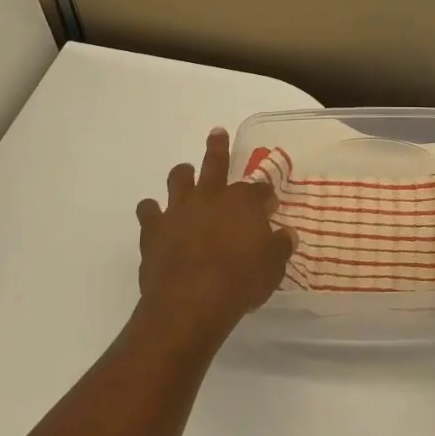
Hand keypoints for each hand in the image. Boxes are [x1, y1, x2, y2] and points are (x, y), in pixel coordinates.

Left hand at [136, 128, 291, 340]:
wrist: (189, 302)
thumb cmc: (239, 283)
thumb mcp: (273, 268)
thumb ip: (280, 247)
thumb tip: (287, 234)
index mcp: (243, 202)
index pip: (260, 189)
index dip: (265, 194)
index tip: (269, 203)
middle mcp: (211, 196)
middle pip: (215, 162)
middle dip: (218, 146)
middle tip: (217, 133)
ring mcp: (180, 209)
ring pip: (179, 177)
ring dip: (183, 174)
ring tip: (185, 173)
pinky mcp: (154, 228)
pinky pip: (147, 210)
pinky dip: (151, 210)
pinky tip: (153, 215)